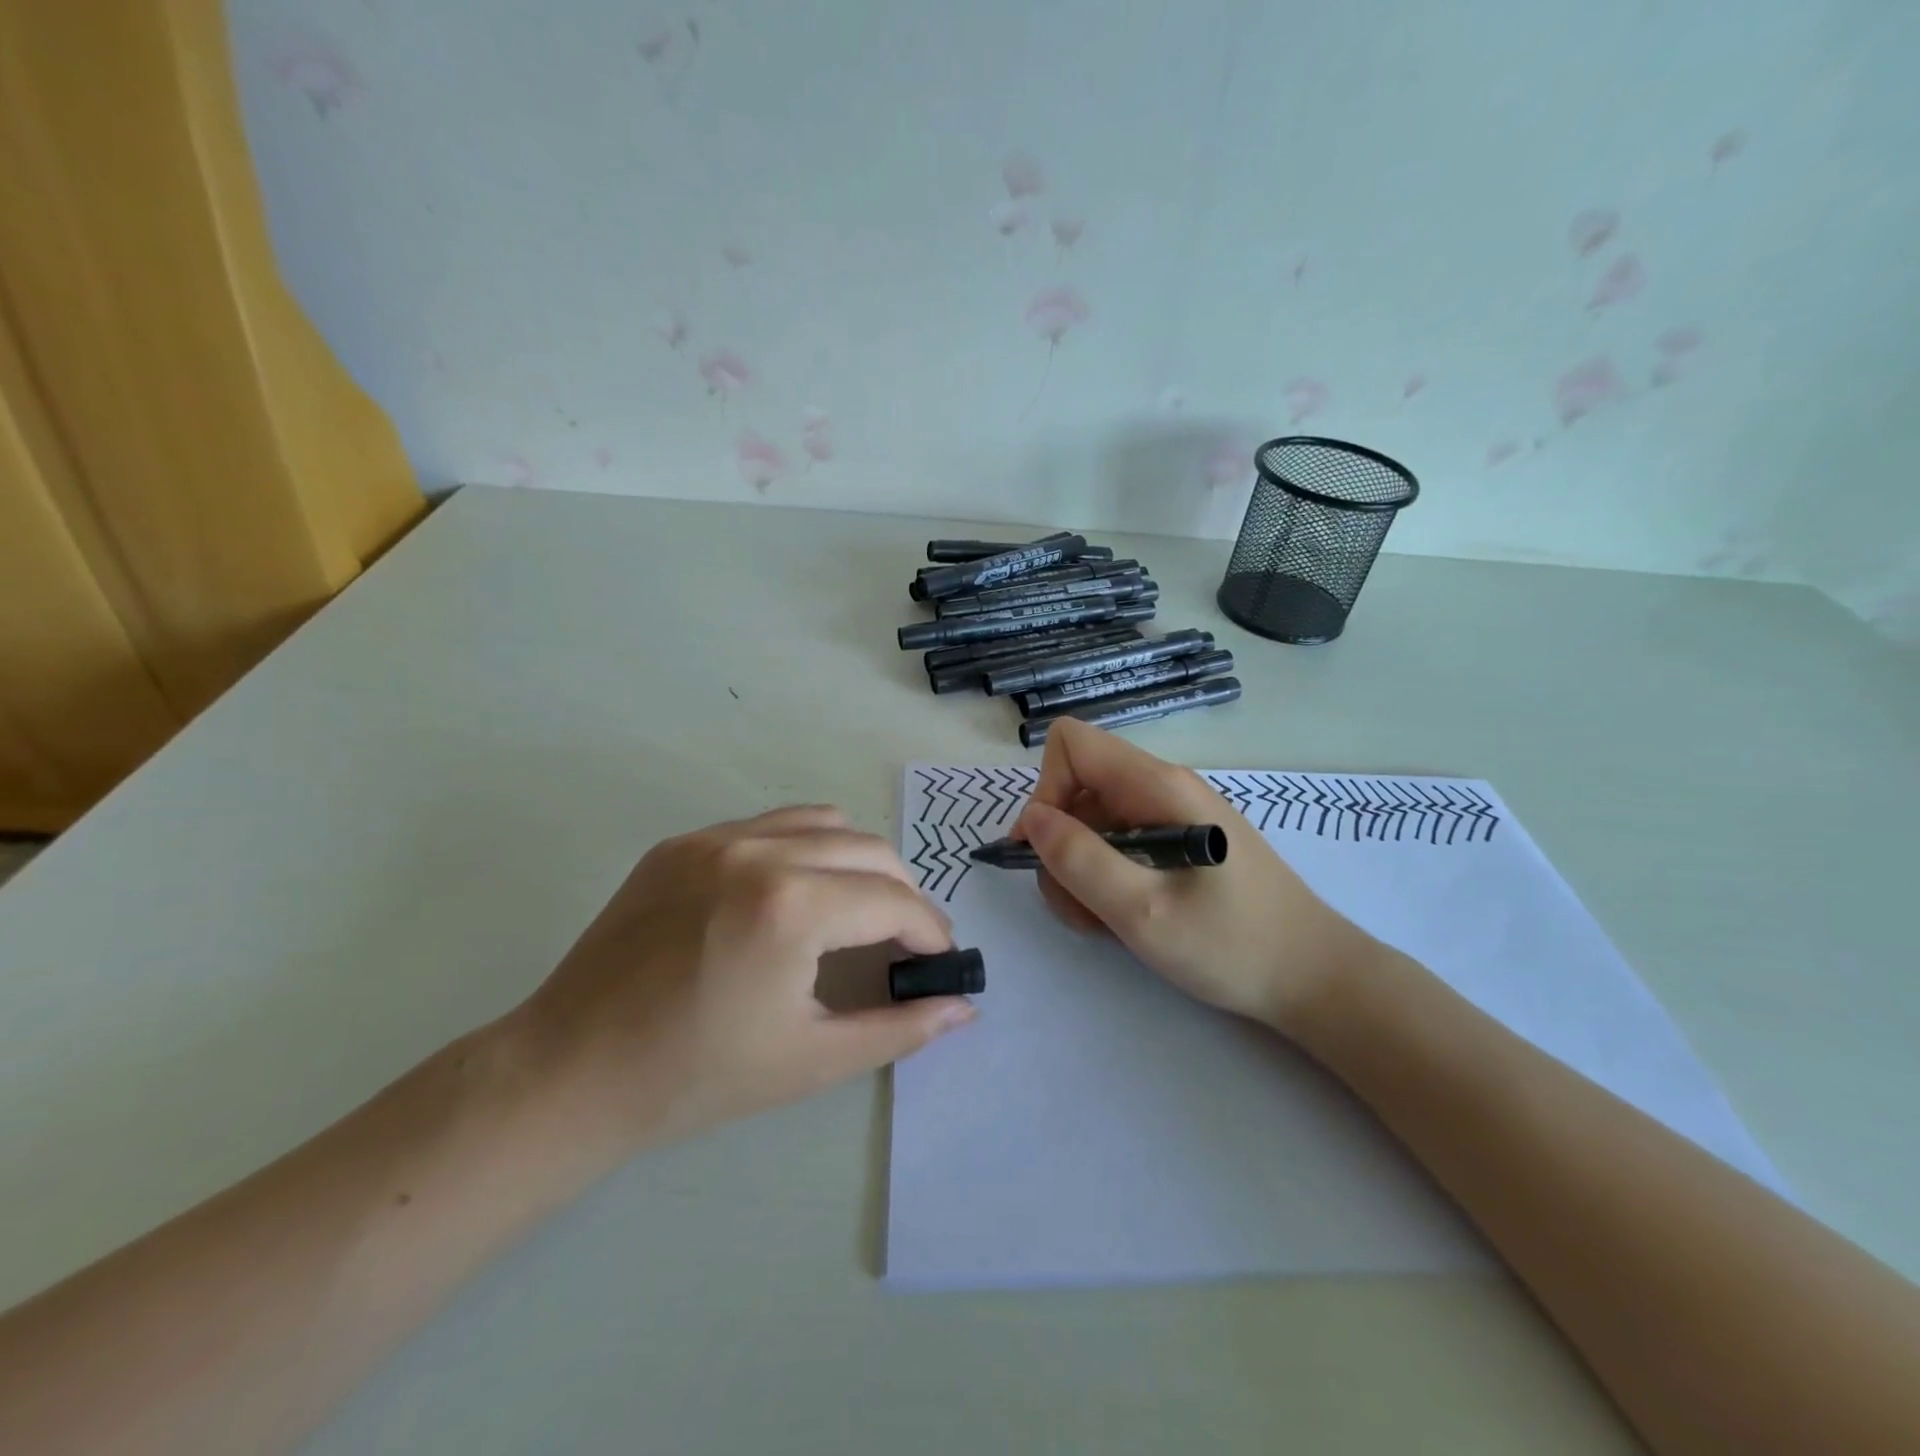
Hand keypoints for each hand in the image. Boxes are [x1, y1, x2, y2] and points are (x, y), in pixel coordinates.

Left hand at [520, 806, 974, 1150]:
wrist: (570, 1071)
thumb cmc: (695, 1077)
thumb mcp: (811, 1060)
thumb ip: (899, 1027)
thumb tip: (963, 1007)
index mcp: (791, 907)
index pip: (894, 900)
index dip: (930, 930)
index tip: (941, 959)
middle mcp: (759, 852)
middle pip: (870, 850)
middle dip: (903, 894)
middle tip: (904, 943)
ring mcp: (715, 839)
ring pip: (824, 824)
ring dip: (858, 862)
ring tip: (855, 912)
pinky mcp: (683, 842)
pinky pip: (770, 826)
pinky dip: (805, 849)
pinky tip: (794, 896)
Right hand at [1015, 721, 1375, 1030]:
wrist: (1315, 978)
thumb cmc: (1233, 945)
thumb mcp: (1143, 911)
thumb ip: (1080, 860)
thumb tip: (1032, 819)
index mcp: (1157, 786)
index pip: (1071, 744)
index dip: (1046, 789)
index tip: (1047, 850)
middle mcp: (1162, 788)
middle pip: (1077, 788)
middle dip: (1061, 845)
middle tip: (1078, 905)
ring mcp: (1172, 815)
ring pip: (1093, 822)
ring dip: (1080, 870)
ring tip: (1103, 921)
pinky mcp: (1178, 843)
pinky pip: (1120, 844)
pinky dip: (1105, 878)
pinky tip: (1124, 917)